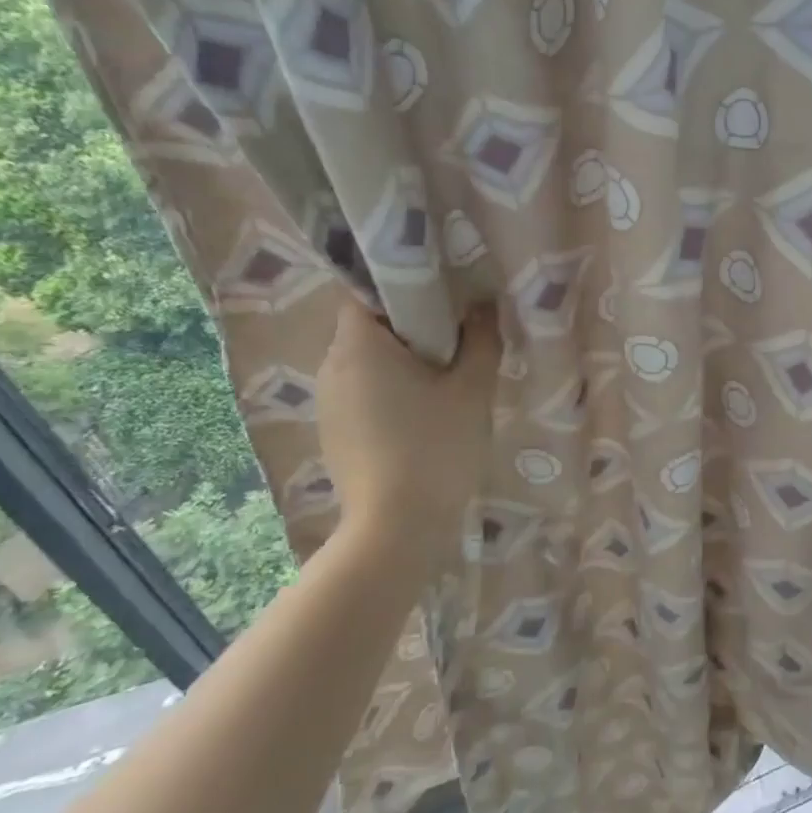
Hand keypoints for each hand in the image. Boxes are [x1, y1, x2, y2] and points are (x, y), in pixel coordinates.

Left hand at [315, 300, 500, 545]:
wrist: (396, 527)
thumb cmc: (436, 447)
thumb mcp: (472, 389)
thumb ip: (481, 338)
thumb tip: (483, 304)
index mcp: (358, 346)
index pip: (365, 291)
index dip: (402, 284)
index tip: (442, 293)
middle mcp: (331, 366)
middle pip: (367, 326)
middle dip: (410, 324)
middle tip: (456, 333)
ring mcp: (328, 402)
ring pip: (366, 361)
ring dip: (401, 359)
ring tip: (445, 375)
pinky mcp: (334, 432)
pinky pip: (362, 391)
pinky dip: (389, 389)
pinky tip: (422, 412)